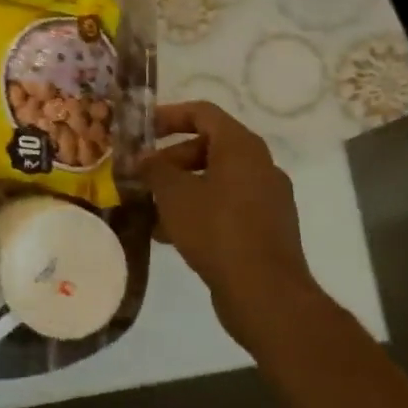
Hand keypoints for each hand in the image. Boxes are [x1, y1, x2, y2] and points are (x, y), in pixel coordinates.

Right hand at [140, 102, 330, 353]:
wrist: (265, 294)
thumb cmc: (216, 229)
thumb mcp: (173, 193)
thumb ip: (154, 168)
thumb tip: (143, 159)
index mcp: (242, 148)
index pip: (202, 113)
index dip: (168, 116)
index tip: (141, 130)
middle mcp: (260, 167)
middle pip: (208, 147)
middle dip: (170, 159)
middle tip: (141, 175)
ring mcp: (267, 199)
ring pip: (214, 180)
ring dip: (180, 188)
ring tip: (149, 207)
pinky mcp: (266, 229)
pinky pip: (225, 207)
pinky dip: (197, 210)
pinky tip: (169, 233)